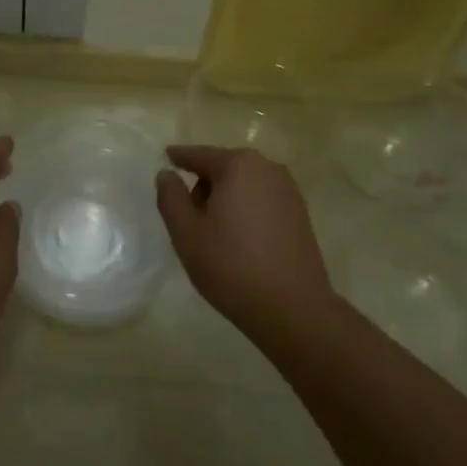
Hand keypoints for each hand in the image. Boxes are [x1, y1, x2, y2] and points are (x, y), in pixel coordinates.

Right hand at [155, 144, 335, 349]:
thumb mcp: (186, 232)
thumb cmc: (231, 265)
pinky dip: (246, 211)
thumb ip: (170, 197)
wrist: (293, 309)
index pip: (199, 155)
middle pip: (223, 168)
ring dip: (226, 200)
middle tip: (189, 218)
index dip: (179, 158)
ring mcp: (289, 191)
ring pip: (244, 185)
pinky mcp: (301, 214)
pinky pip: (262, 201)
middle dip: (203, 185)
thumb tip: (166, 174)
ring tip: (214, 235)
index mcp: (238, 165)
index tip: (165, 158)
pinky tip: (240, 242)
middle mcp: (268, 168)